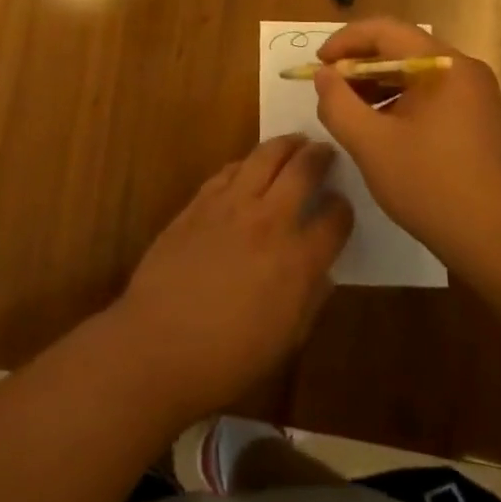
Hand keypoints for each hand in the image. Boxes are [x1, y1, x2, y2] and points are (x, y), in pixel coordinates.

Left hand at [113, 135, 352, 424]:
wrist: (157, 346)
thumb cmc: (227, 359)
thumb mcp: (286, 340)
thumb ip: (310, 299)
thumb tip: (321, 271)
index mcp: (298, 260)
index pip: (335, 219)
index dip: (343, 209)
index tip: (342, 206)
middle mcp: (269, 221)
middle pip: (303, 170)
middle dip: (320, 157)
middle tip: (326, 151)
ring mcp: (230, 206)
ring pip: (265, 156)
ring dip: (285, 145)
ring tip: (295, 142)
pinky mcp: (199, 203)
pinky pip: (229, 170)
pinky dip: (246, 162)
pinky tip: (249, 166)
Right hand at [312, 17, 500, 281]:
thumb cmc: (433, 186)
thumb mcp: (371, 144)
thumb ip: (338, 104)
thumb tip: (323, 75)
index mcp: (444, 65)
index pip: (385, 31)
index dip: (345, 41)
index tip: (318, 65)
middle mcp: (464, 71)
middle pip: (401, 49)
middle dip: (358, 66)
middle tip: (328, 90)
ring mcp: (475, 97)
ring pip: (414, 76)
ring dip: (376, 86)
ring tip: (347, 112)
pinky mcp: (478, 122)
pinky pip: (429, 97)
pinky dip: (398, 104)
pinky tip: (380, 132)